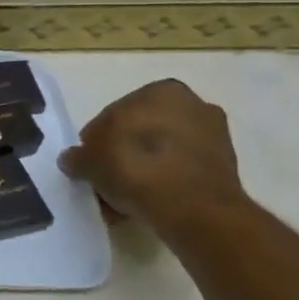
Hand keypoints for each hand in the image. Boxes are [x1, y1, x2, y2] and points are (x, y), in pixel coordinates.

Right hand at [59, 80, 247, 233]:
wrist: (194, 209)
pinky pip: (181, 172)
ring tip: (124, 198)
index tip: (89, 162)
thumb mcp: (89, 160)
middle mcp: (193, 105)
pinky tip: (146, 204)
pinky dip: (164, 183)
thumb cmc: (135, 167)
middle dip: (122, 153)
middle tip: (105, 179)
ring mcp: (214, 137)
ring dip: (143, 170)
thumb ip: (77, 156)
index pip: (115, 113)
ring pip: (162, 153)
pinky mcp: (225, 169)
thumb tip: (73, 159)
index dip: (96, 140)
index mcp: (162, 90)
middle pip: (142, 132)